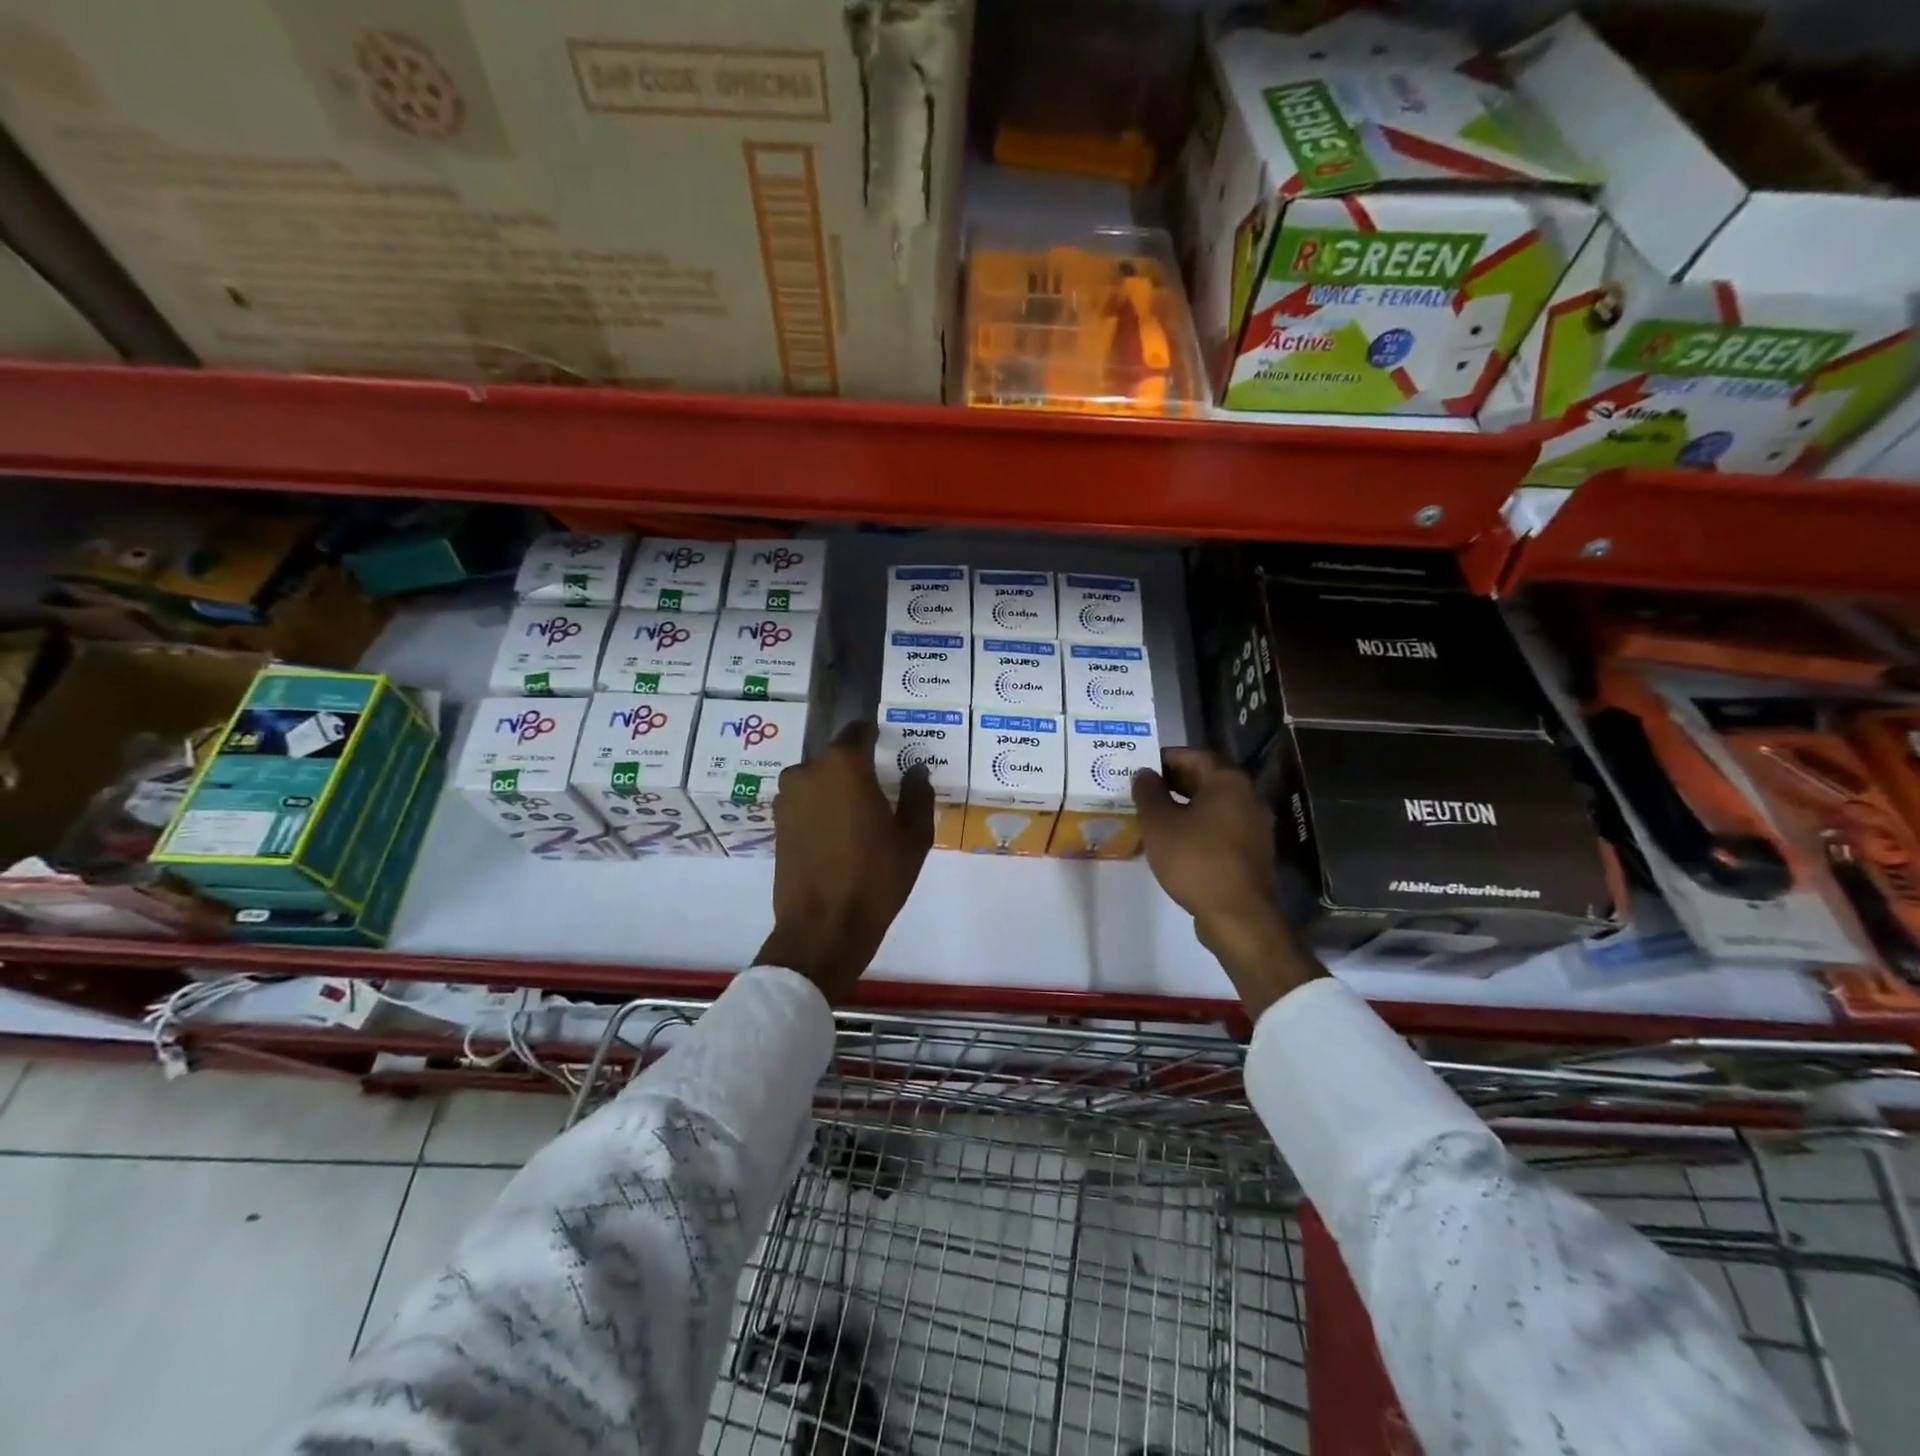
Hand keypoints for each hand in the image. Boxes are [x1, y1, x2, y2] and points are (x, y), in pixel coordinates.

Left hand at [756, 720, 935, 1002]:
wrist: (823, 927)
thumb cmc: (876, 878)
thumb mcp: (913, 838)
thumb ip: (918, 796)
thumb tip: (916, 772)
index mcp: (844, 766)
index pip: (859, 732)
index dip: (874, 734)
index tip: (887, 742)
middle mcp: (809, 771)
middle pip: (836, 757)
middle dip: (856, 767)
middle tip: (879, 787)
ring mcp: (787, 797)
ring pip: (818, 780)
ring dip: (835, 789)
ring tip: (858, 815)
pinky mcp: (777, 823)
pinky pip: (804, 802)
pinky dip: (820, 808)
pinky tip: (838, 834)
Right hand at [1132, 748, 1324, 1016]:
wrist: (1238, 915)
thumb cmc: (1195, 860)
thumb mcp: (1159, 823)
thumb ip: (1148, 792)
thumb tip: (1144, 774)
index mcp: (1228, 781)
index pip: (1193, 755)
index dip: (1164, 758)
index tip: (1139, 768)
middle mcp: (1247, 797)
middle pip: (1206, 779)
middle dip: (1173, 782)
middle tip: (1142, 791)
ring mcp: (1254, 826)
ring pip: (1213, 805)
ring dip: (1184, 806)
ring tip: (1153, 816)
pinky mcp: (1252, 852)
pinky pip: (1220, 828)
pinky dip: (1197, 826)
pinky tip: (1175, 841)